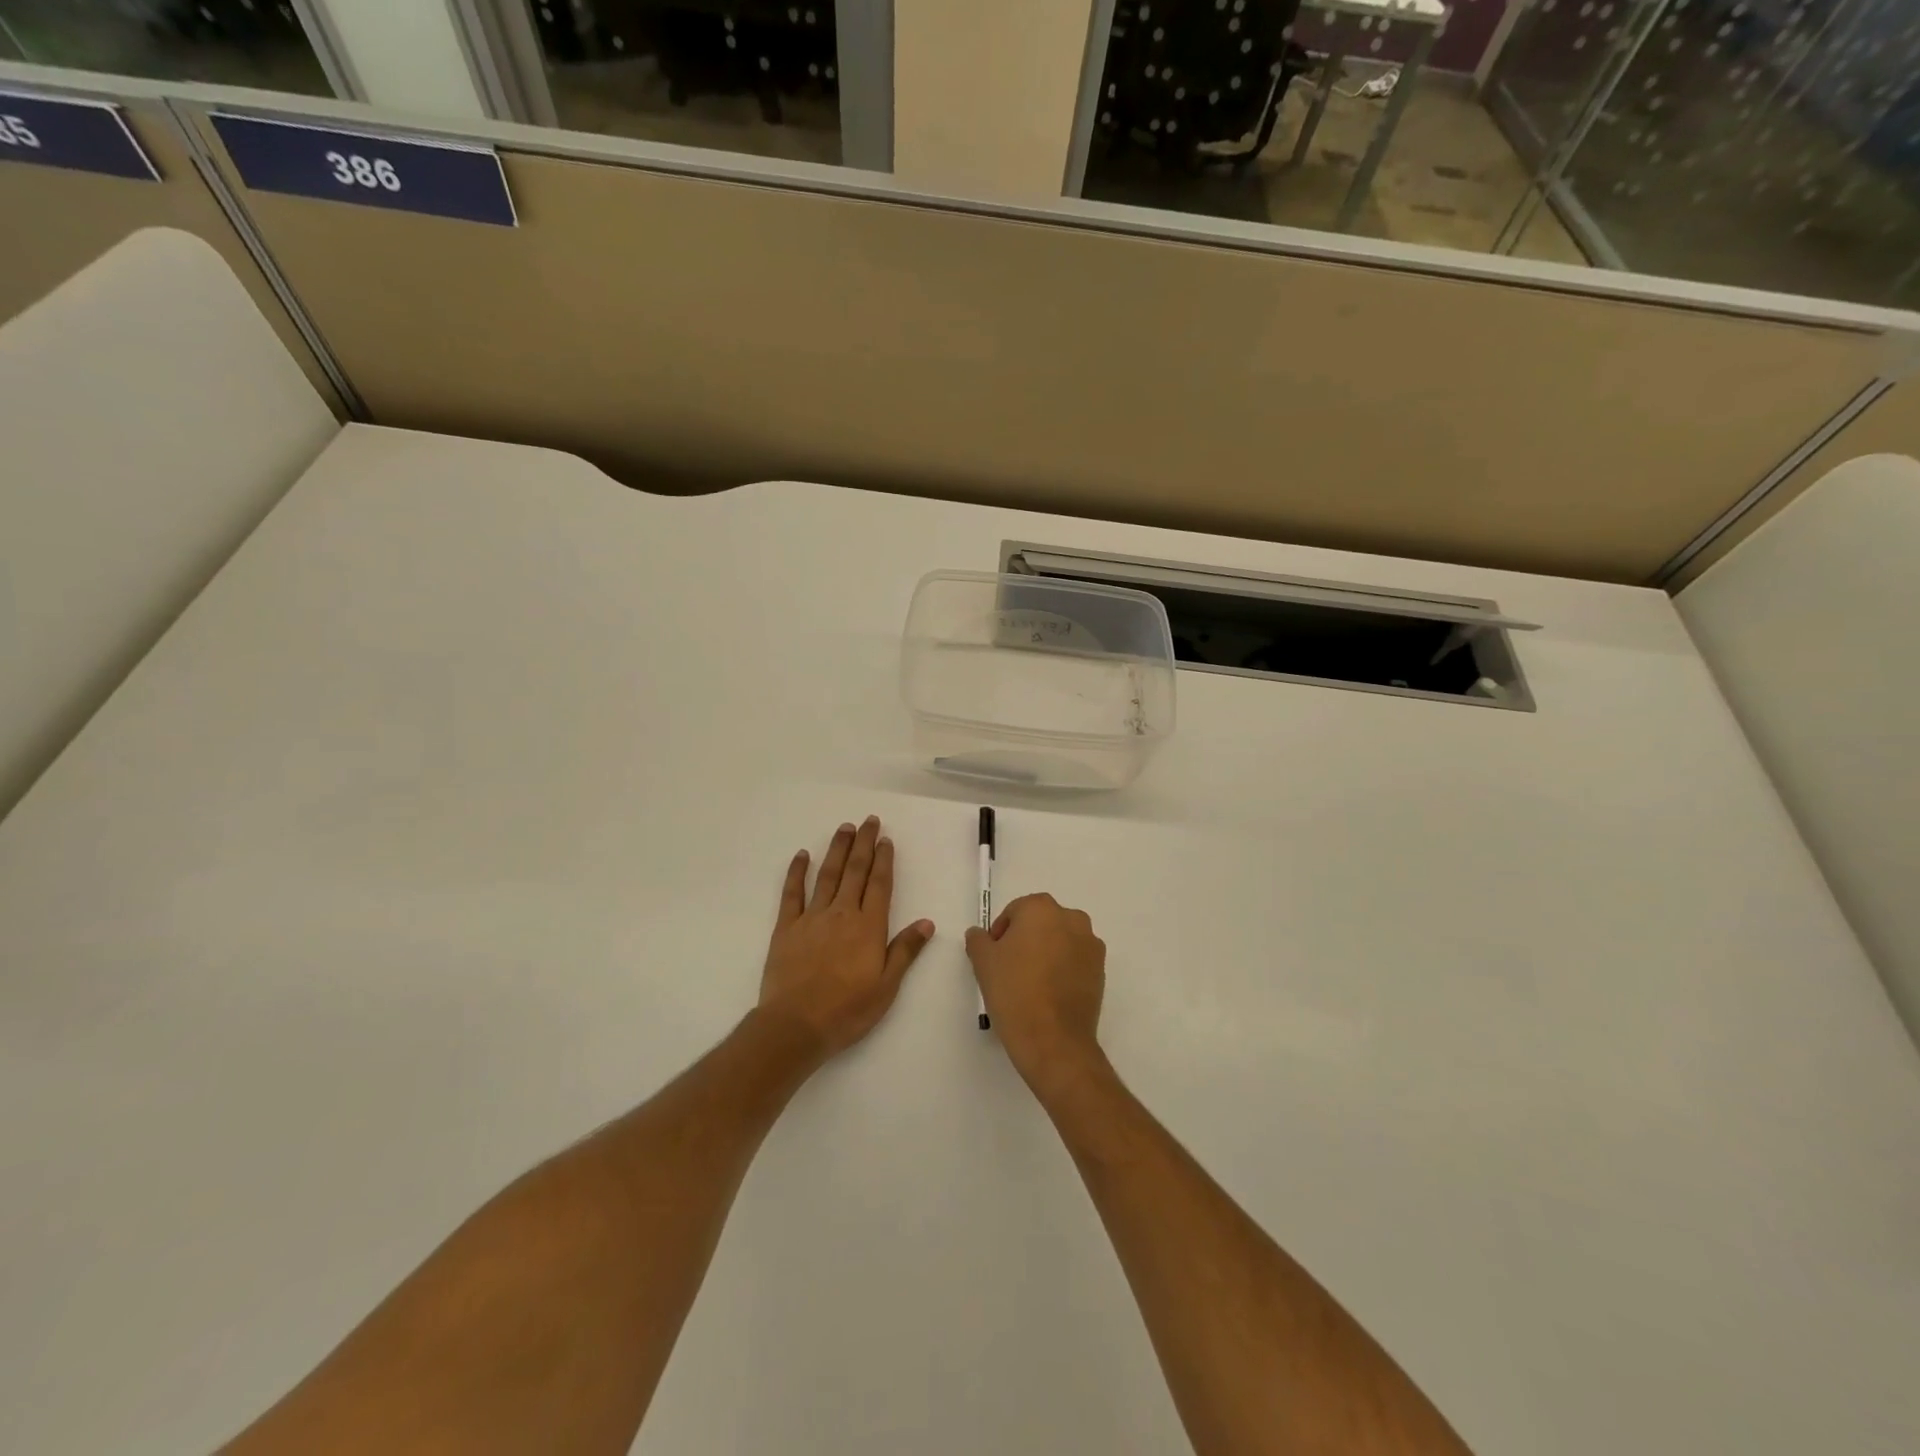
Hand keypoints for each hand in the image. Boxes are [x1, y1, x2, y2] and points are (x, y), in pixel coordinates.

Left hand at [756, 816, 934, 1062]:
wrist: (795, 1025)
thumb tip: (926, 922)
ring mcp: (812, 918)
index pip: (880, 885)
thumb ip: (905, 951)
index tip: (886, 840)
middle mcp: (842, 913)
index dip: (884, 860)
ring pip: (827, 875)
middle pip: (855, 871)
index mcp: (869, 927)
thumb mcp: (887, 987)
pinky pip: (792, 893)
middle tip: (869, 821)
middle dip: (864, 844)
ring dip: (837, 849)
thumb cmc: (847, 1010)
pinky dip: (797, 872)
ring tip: (844, 828)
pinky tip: (802, 855)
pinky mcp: (786, 927)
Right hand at [965, 894, 1106, 1097]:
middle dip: (1025, 940)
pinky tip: (1049, 994)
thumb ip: (978, 940)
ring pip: (1060, 941)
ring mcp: (1091, 944)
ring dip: (1046, 953)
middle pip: (1041, 923)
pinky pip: (1075, 961)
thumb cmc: (1014, 991)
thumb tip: (980, 934)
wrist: (1053, 1039)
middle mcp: (1072, 918)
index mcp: (1042, 908)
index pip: (1015, 911)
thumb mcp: (983, 962)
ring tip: (1031, 983)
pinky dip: (1063, 969)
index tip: (994, 958)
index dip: (1001, 933)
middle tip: (1010, 969)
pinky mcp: (1101, 970)